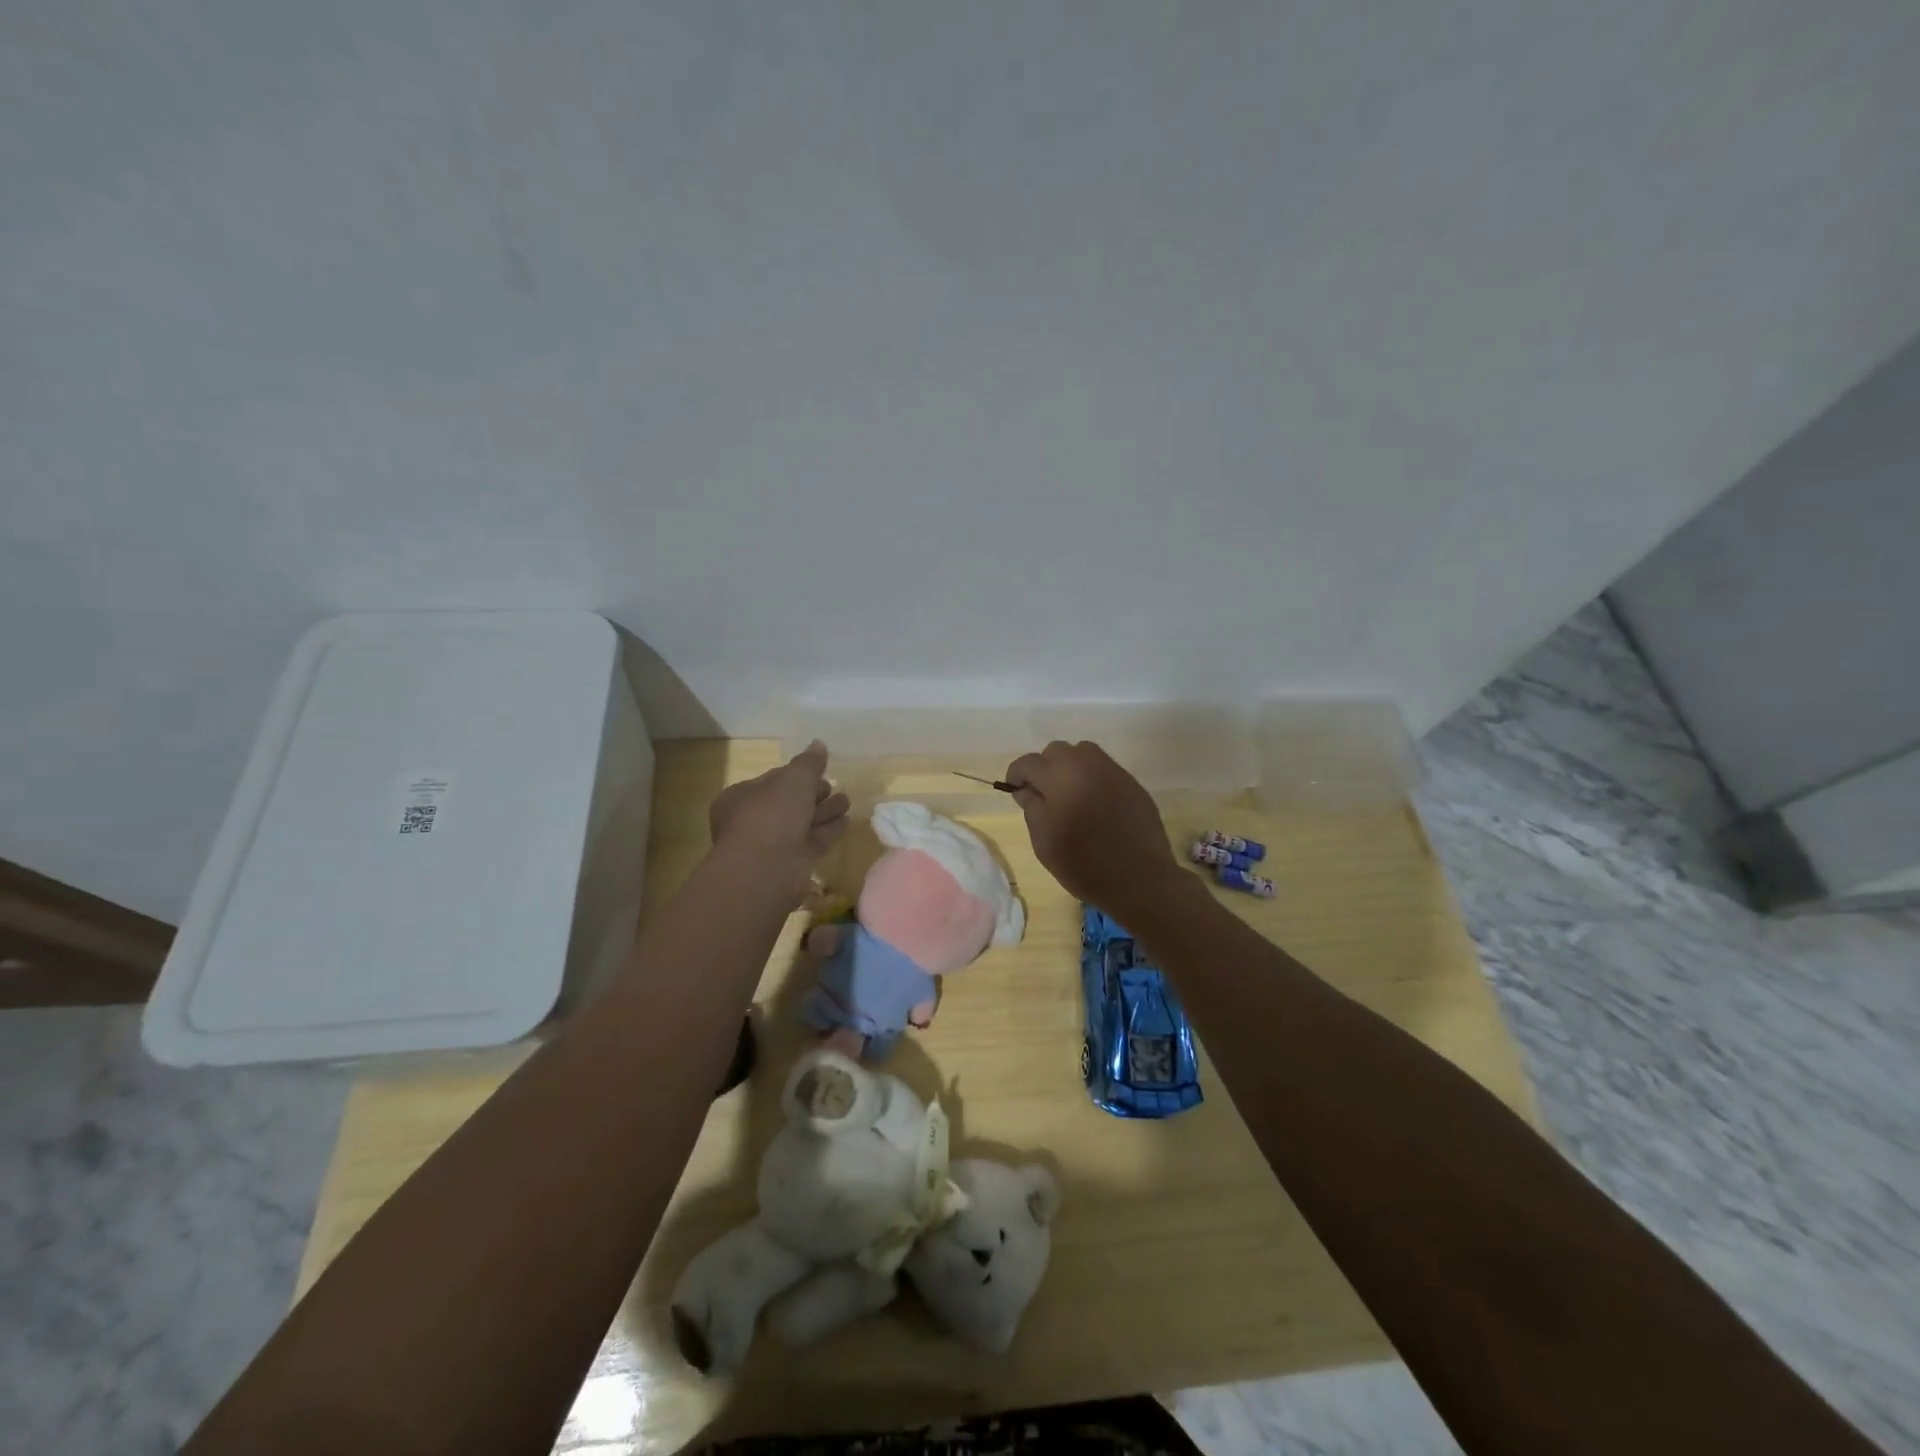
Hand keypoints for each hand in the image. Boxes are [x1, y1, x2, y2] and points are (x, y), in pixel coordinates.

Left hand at [708, 741, 850, 901]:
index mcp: (741, 797)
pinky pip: (814, 841)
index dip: (796, 774)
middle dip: (813, 794)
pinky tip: (847, 821)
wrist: (766, 869)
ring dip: (825, 811)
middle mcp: (754, 821)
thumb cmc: (772, 815)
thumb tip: (818, 744)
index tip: (818, 771)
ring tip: (846, 801)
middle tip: (832, 786)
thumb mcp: (793, 779)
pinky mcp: (792, 864)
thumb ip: (809, 762)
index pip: (773, 780)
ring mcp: (773, 845)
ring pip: (803, 823)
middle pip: (789, 803)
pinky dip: (829, 830)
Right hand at [1002, 741, 1181, 909]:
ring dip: (1070, 767)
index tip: (1016, 791)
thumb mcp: (1044, 842)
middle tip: (1044, 795)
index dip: (1017, 775)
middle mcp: (1086, 765)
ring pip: (1082, 753)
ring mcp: (1112, 771)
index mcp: (1059, 777)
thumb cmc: (1083, 864)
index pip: (1028, 763)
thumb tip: (1027, 789)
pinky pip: (1104, 768)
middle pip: (1056, 751)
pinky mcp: (1131, 782)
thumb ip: (1032, 808)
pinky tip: (1094, 803)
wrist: (1139, 879)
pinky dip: (1092, 777)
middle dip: (1045, 768)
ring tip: (1070, 794)